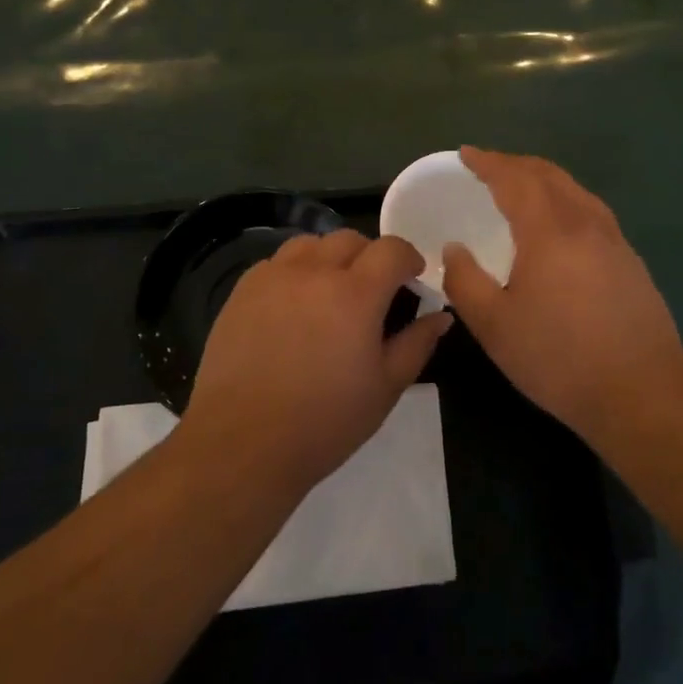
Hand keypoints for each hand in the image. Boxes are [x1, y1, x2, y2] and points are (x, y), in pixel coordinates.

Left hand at [180, 230, 452, 494]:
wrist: (242, 444)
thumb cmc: (324, 422)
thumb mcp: (385, 387)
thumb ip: (417, 344)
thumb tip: (440, 316)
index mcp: (355, 293)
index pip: (391, 249)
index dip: (408, 258)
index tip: (413, 279)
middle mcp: (313, 272)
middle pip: (350, 239)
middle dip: (371, 256)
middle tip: (374, 291)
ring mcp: (273, 277)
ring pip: (310, 244)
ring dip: (330, 258)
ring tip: (331, 292)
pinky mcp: (242, 291)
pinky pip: (277, 263)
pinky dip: (296, 272)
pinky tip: (294, 306)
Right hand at [443, 148, 682, 441]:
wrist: (642, 394)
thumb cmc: (559, 359)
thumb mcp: (495, 326)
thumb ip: (465, 281)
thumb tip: (455, 249)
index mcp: (549, 231)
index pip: (515, 179)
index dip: (488, 162)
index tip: (466, 154)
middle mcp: (585, 223)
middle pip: (549, 175)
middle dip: (515, 164)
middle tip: (488, 167)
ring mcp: (614, 240)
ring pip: (575, 190)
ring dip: (543, 179)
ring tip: (520, 189)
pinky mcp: (630, 260)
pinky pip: (590, 210)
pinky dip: (564, 199)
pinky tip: (558, 224)